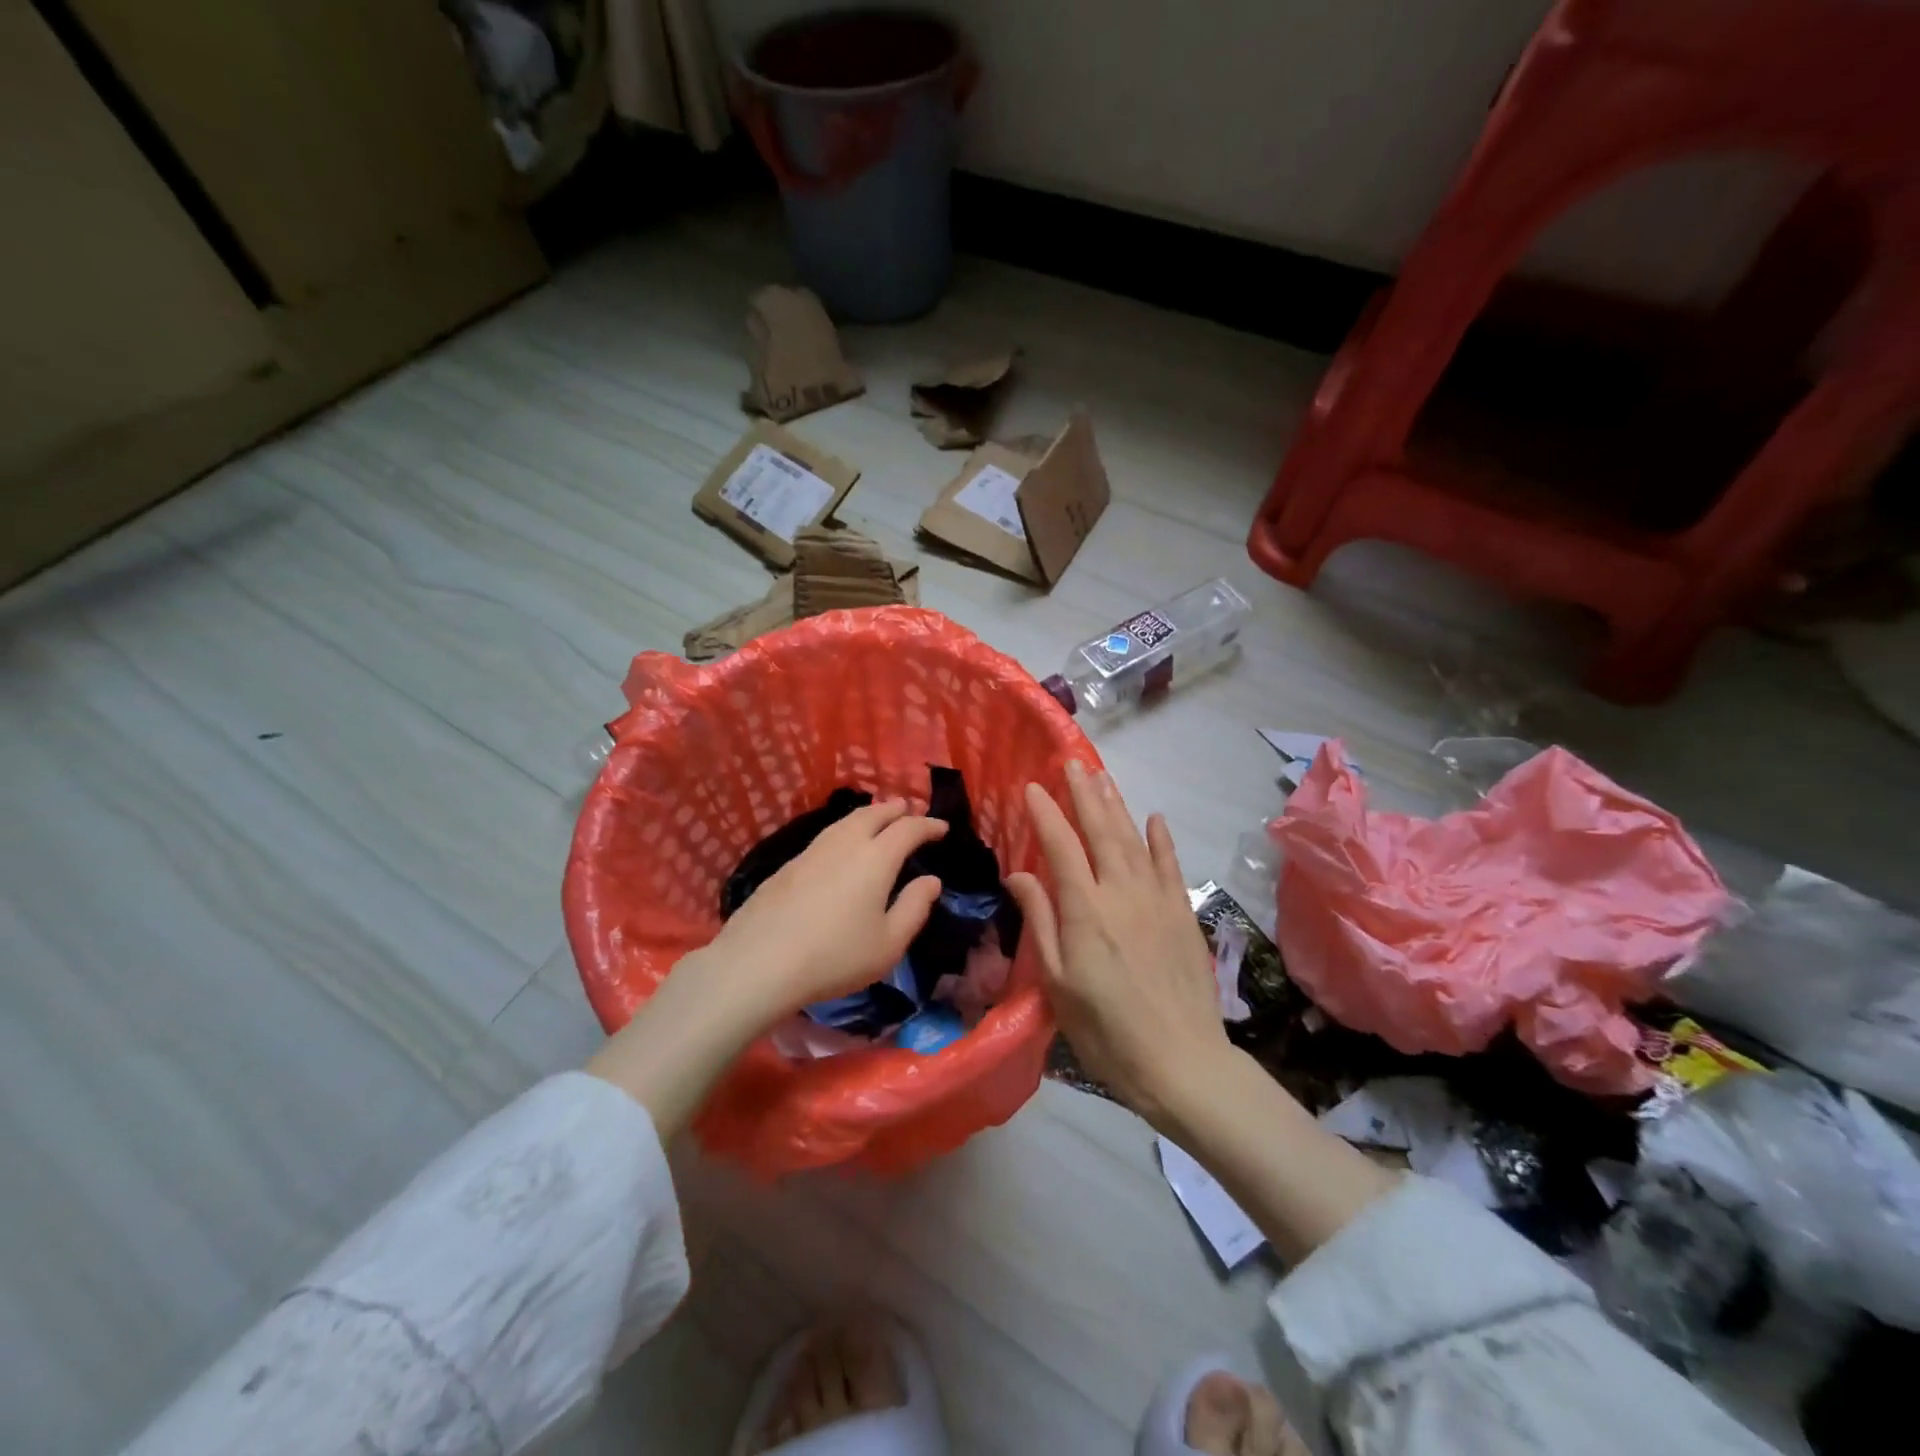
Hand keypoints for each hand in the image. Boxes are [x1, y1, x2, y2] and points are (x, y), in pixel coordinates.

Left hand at [700, 799, 948, 1014]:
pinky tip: (841, 845)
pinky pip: (826, 835)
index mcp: (876, 859)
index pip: (908, 829)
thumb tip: (931, 881)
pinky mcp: (788, 865)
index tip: (941, 827)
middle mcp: (845, 844)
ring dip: (868, 815)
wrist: (759, 962)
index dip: (927, 825)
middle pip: (873, 814)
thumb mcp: (888, 944)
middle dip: (895, 810)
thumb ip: (914, 908)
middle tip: (908, 810)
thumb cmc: (835, 957)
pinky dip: (844, 830)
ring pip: (846, 821)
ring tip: (877, 819)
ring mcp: (812, 851)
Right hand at [1007, 762, 1229, 1129]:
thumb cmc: (1106, 1031)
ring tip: (1103, 777)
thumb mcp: (1059, 982)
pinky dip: (1161, 839)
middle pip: (1101, 831)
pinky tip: (1154, 818)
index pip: (1061, 846)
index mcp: (1086, 910)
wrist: (1182, 1062)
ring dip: (1117, 805)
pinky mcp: (1183, 913)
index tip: (1031, 787)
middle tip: (1072, 763)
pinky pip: (1171, 865)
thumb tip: (1018, 875)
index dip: (1045, 813)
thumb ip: (1041, 921)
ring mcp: (1158, 900)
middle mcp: (1122, 892)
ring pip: (1134, 840)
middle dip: (1084, 794)